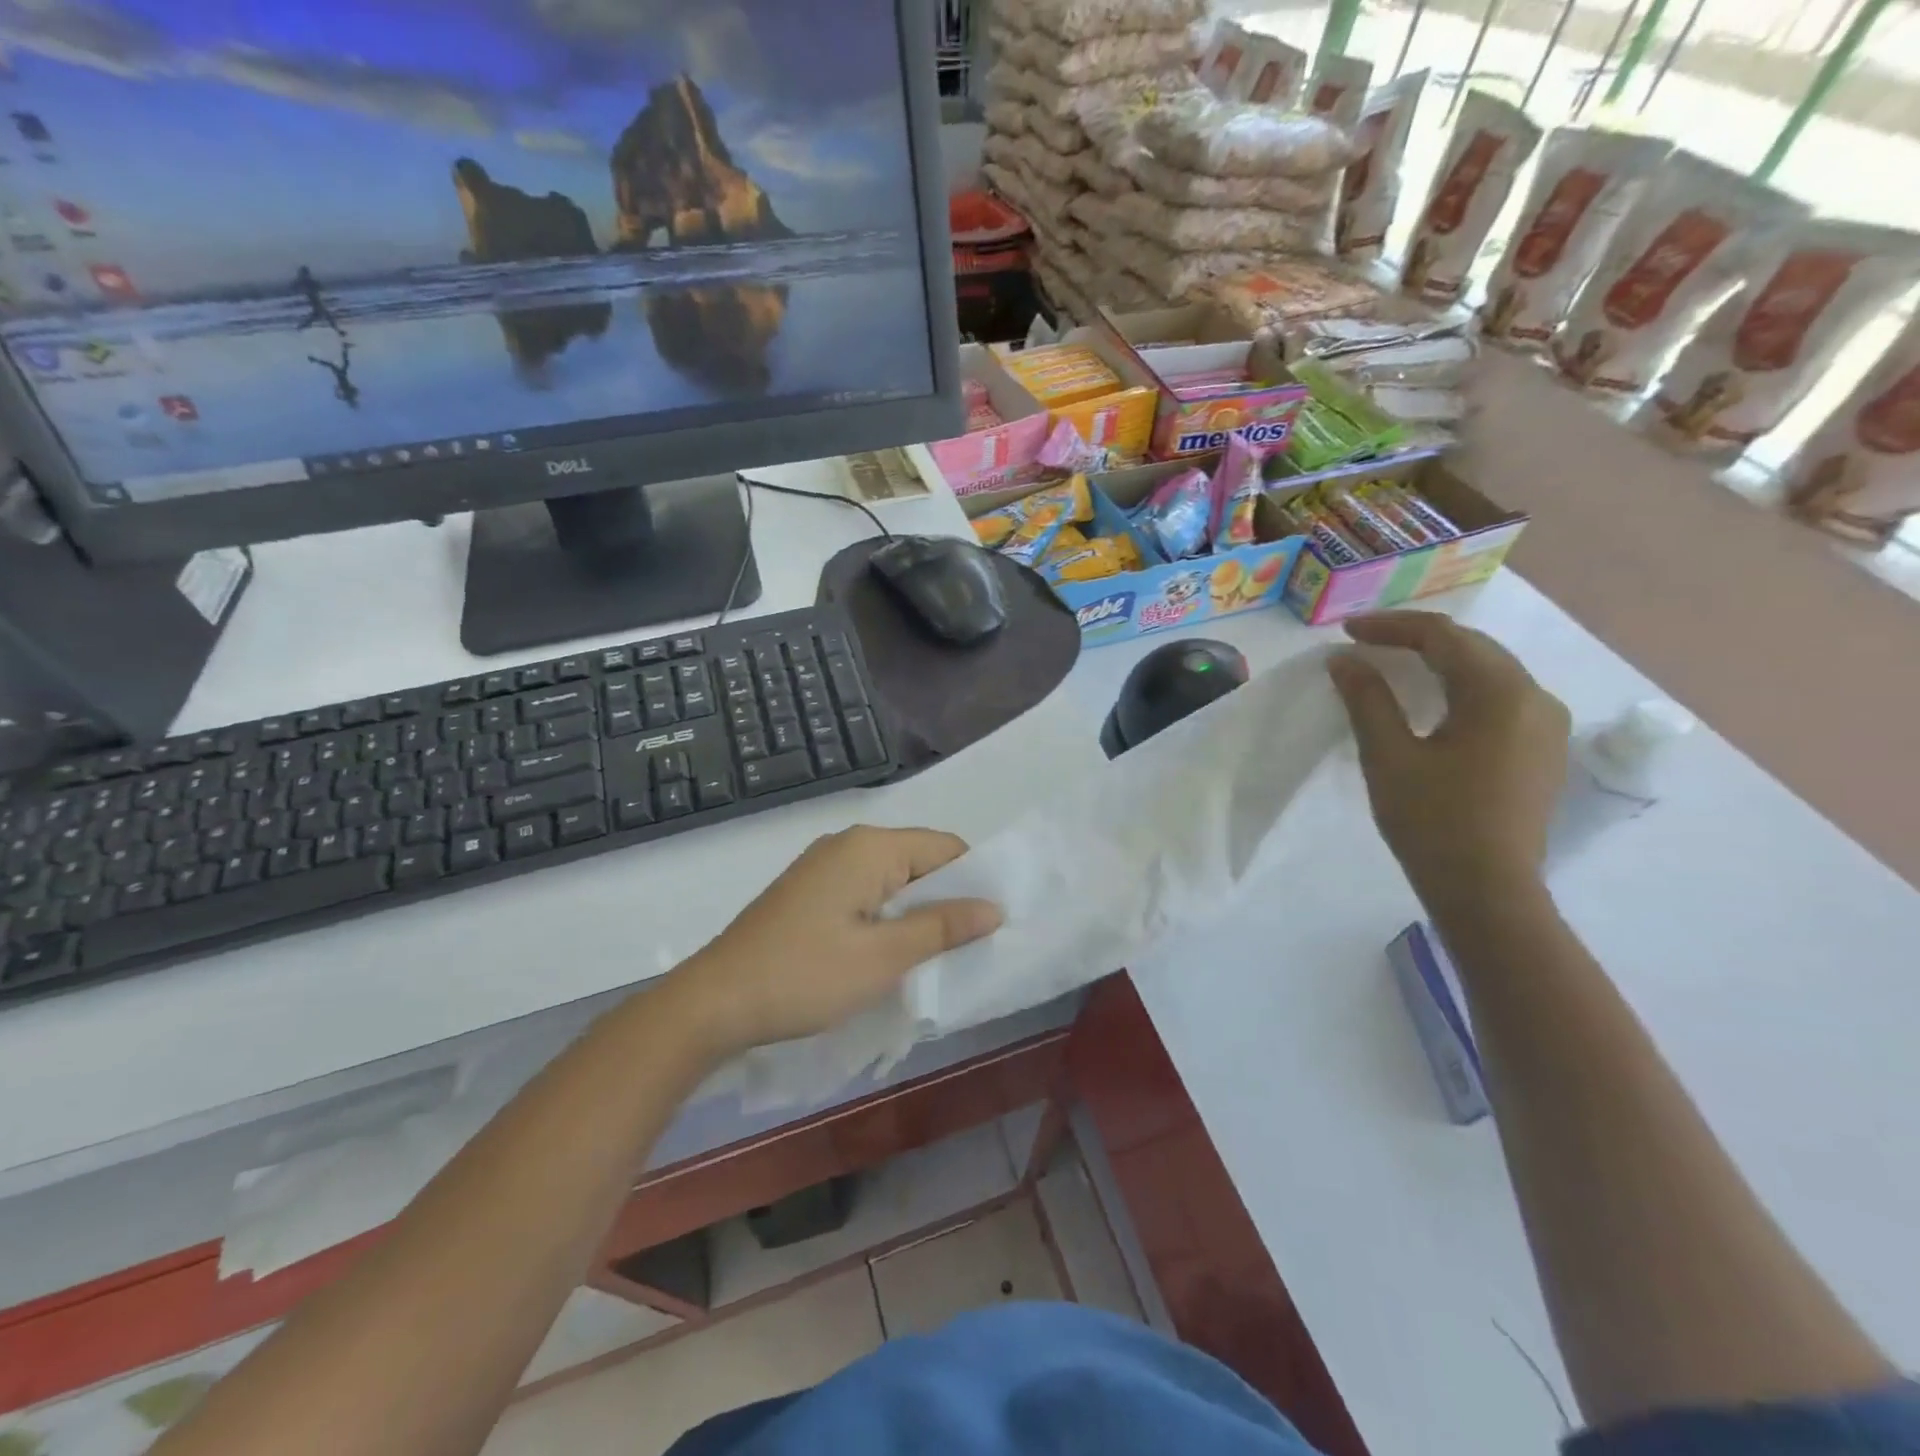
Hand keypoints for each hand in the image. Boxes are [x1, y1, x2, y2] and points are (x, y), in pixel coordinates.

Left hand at [664, 826, 1002, 1057]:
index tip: (991, 924)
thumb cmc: (805, 976)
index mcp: (870, 847)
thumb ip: (942, 927)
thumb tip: (994, 907)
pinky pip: (865, 892)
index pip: (945, 847)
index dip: (974, 881)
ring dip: (915, 912)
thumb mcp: (883, 957)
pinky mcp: (808, 891)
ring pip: (892, 879)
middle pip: (919, 860)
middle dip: (946, 898)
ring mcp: (823, 866)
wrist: (714, 1002)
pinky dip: (886, 916)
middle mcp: (847, 843)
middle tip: (966, 947)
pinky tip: (888, 953)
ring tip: (932, 955)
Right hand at [1328, 612, 1570, 907]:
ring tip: (1392, 664)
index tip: (1346, 632)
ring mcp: (1546, 724)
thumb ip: (1368, 699)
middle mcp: (1536, 697)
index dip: (1391, 627)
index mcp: (1501, 693)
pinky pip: (1499, 697)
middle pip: (1472, 647)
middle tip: (1364, 643)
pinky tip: (1431, 699)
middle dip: (1416, 638)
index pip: (1444, 636)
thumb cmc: (1432, 822)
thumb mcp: (1388, 756)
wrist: (1487, 891)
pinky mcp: (1542, 749)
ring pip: (1488, 670)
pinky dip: (1459, 686)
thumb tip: (1345, 660)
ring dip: (1439, 660)